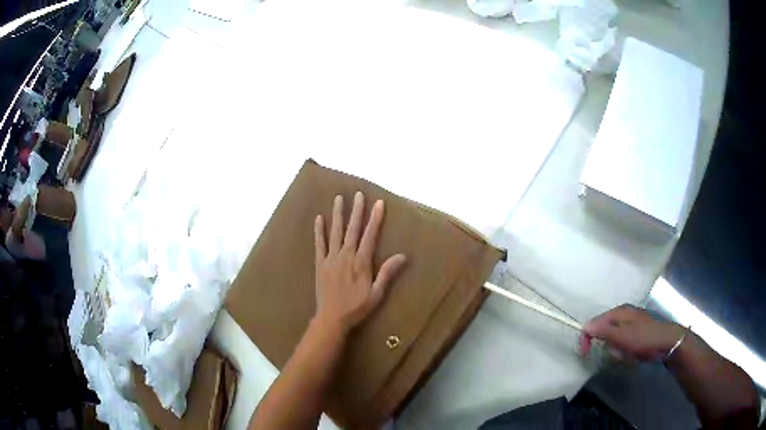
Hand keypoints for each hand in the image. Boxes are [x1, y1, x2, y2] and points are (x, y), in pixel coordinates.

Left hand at [313, 192, 406, 334]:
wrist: (332, 318)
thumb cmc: (357, 307)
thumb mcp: (377, 293)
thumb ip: (387, 273)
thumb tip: (403, 256)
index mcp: (361, 262)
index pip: (370, 236)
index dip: (375, 219)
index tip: (378, 203)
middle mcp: (345, 256)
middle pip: (352, 229)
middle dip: (356, 211)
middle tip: (358, 194)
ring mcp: (331, 258)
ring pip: (335, 232)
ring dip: (338, 214)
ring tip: (339, 199)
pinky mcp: (320, 264)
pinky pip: (319, 244)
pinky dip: (319, 231)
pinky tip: (319, 219)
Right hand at [581, 304, 685, 360]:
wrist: (668, 342)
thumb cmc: (645, 338)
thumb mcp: (622, 336)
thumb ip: (603, 330)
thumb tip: (584, 326)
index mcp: (619, 311)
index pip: (594, 322)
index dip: (587, 337)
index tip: (585, 353)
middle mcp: (624, 313)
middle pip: (604, 330)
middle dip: (607, 345)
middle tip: (616, 353)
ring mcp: (632, 321)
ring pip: (614, 338)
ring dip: (617, 349)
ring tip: (627, 354)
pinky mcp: (638, 330)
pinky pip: (623, 342)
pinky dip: (625, 350)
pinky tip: (633, 353)